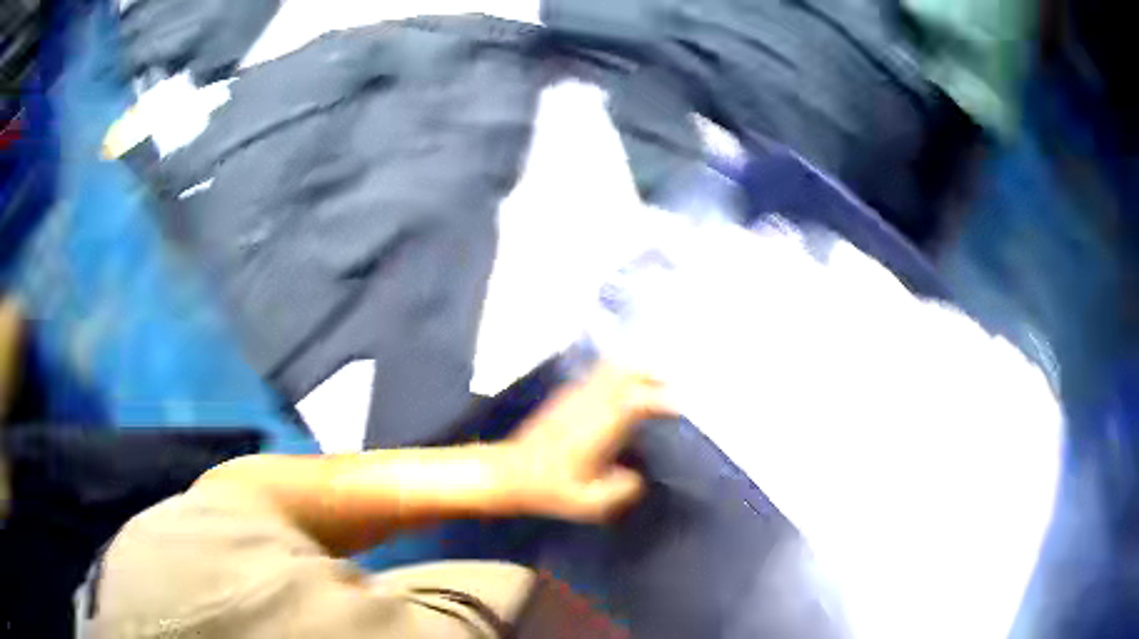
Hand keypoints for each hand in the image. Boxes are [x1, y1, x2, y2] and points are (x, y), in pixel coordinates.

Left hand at [503, 362, 671, 521]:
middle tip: (670, 385)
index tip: (680, 407)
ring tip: (653, 382)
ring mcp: (574, 395)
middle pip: (624, 371)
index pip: (637, 401)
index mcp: (598, 428)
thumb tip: (639, 478)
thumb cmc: (550, 490)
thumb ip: (622, 491)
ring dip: (634, 369)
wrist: (509, 474)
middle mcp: (589, 404)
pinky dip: (617, 373)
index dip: (661, 399)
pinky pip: (596, 373)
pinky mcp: (564, 395)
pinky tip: (623, 389)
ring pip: (610, 367)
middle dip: (651, 374)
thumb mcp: (590, 503)